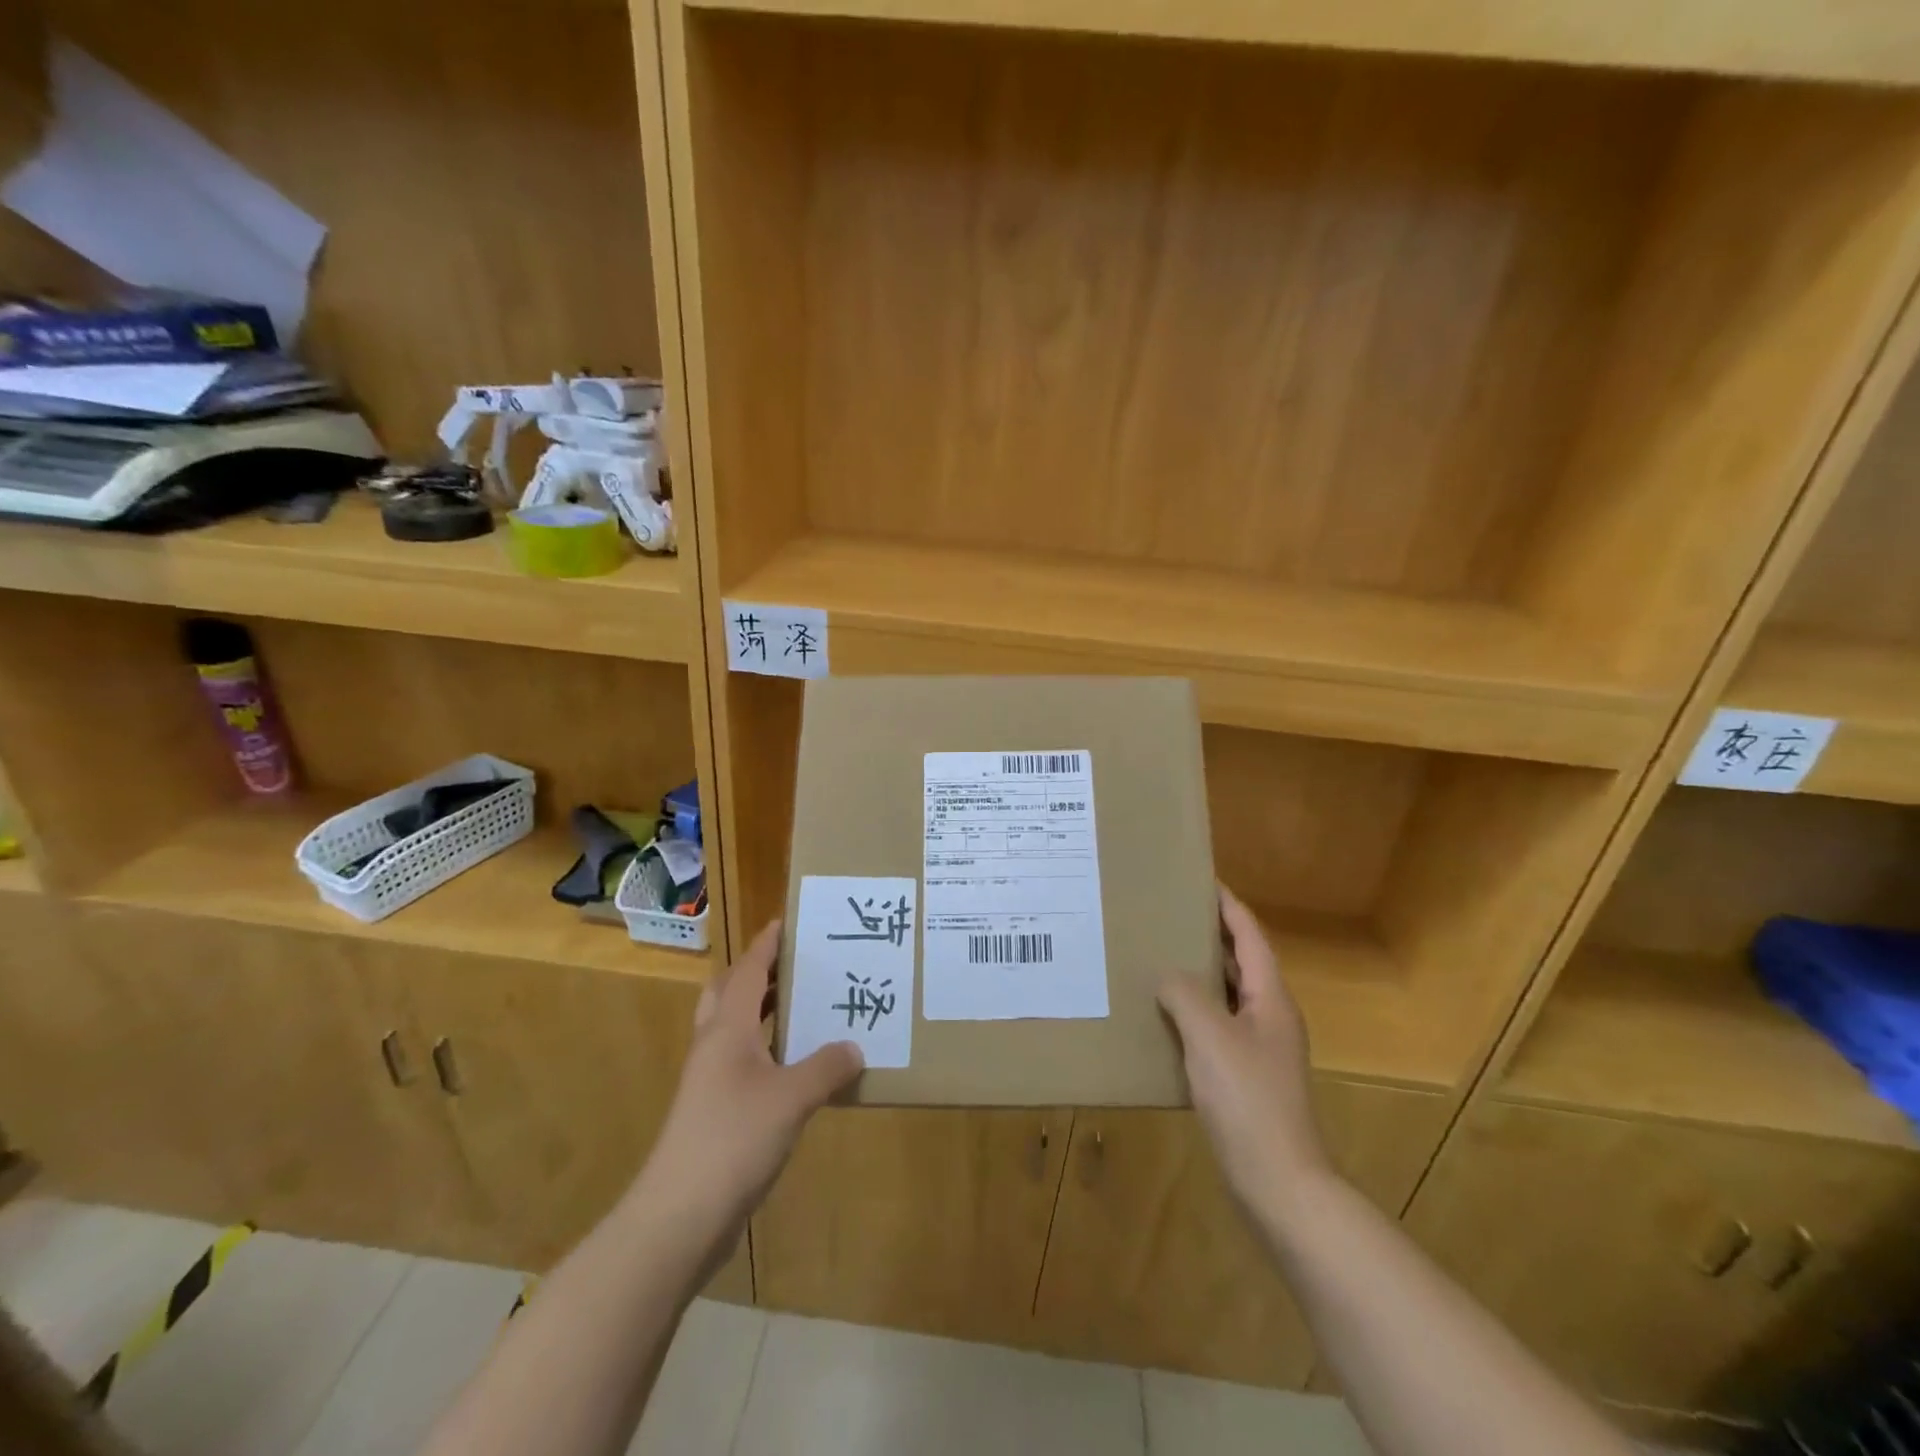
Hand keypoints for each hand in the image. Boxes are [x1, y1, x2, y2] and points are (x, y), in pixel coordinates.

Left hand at [636, 921, 862, 1262]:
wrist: (678, 1219)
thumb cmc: (732, 1140)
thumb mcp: (791, 1099)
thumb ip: (826, 1067)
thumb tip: (854, 1047)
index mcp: (728, 1030)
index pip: (748, 971)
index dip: (767, 945)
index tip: (787, 922)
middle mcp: (715, 1046)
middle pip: (731, 993)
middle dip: (760, 973)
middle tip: (798, 964)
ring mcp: (711, 1082)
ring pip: (736, 1029)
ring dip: (765, 1011)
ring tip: (807, 1006)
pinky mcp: (715, 1112)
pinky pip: (745, 1063)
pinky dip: (769, 1050)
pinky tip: (799, 1066)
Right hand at [1158, 886, 1331, 1215]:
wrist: (1279, 1182)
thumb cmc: (1248, 1099)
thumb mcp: (1210, 1036)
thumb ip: (1185, 994)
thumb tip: (1167, 975)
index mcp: (1271, 999)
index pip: (1250, 936)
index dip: (1228, 905)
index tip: (1201, 879)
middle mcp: (1270, 1017)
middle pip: (1242, 962)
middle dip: (1210, 935)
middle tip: (1170, 914)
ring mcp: (1260, 1049)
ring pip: (1228, 996)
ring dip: (1200, 973)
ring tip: (1160, 955)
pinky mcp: (1245, 1077)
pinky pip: (1217, 1027)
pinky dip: (1193, 1011)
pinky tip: (1163, 1016)